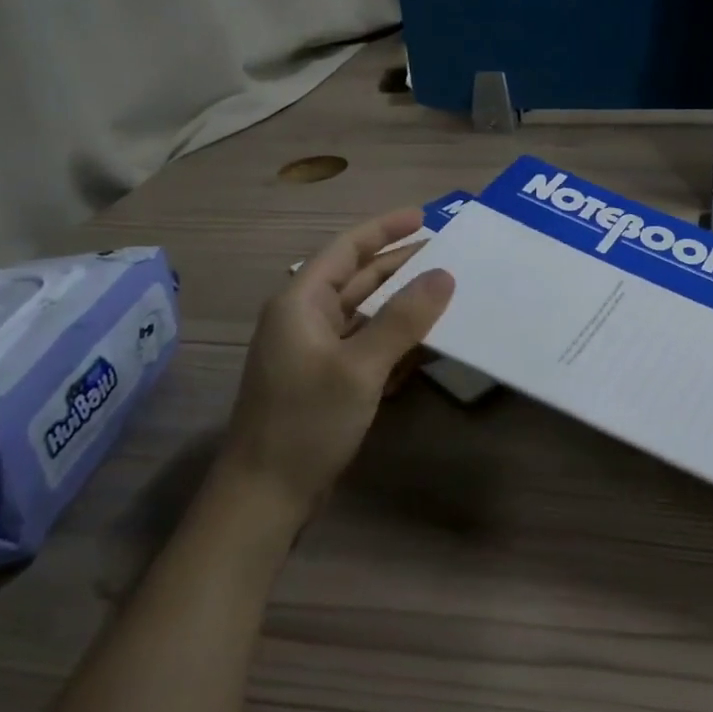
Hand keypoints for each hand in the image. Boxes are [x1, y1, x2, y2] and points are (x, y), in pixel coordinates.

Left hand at [225, 208, 453, 519]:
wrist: (265, 496)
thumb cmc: (305, 422)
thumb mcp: (359, 366)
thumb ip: (403, 318)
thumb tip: (444, 274)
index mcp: (301, 302)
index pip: (346, 250)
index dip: (384, 229)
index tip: (423, 215)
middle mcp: (305, 319)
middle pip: (358, 279)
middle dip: (400, 264)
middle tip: (447, 253)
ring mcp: (315, 352)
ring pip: (366, 314)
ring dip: (402, 303)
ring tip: (446, 291)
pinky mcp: (327, 381)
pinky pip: (367, 346)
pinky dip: (395, 339)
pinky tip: (427, 342)